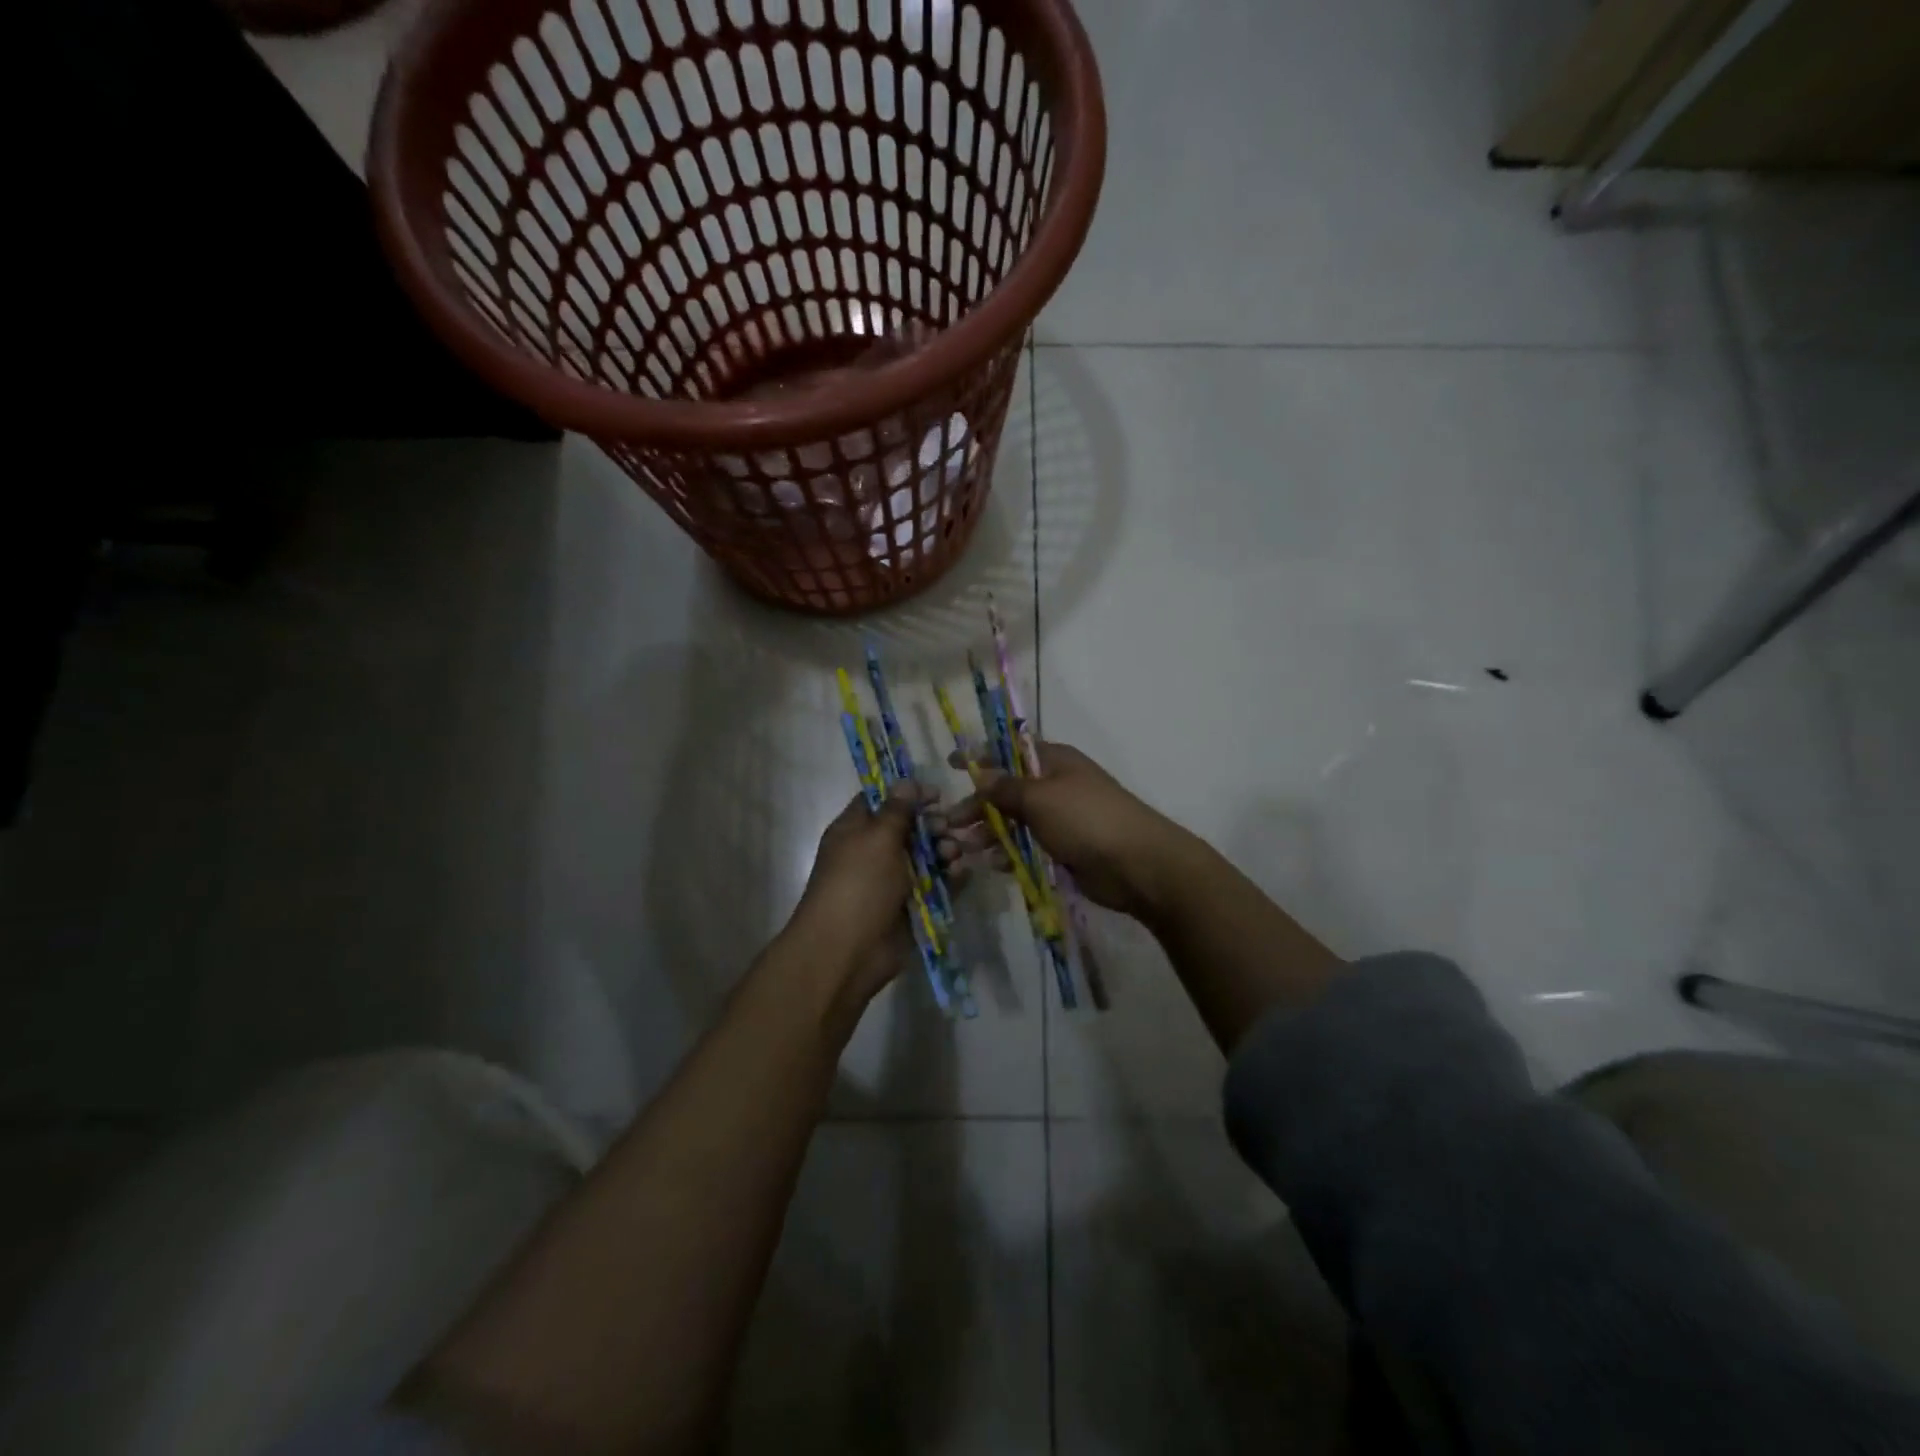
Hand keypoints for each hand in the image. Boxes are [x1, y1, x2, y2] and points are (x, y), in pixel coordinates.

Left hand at [785, 782, 944, 1005]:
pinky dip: (950, 878)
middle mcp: (873, 853)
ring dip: (944, 851)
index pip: (882, 802)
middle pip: (909, 829)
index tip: (937, 794)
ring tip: (954, 854)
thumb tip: (906, 782)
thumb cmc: (858, 885)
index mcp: (855, 831)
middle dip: (932, 825)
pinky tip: (962, 873)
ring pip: (925, 857)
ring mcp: (892, 882)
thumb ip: (897, 810)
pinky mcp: (911, 907)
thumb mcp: (877, 839)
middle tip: (948, 826)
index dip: (908, 794)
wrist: (847, 952)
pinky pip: (935, 886)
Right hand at [946, 742, 1185, 916]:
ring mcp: (1062, 819)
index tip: (951, 764)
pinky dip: (1010, 853)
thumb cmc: (1086, 819)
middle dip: (978, 806)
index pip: (1010, 752)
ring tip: (964, 849)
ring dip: (989, 833)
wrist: (1137, 864)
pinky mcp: (1065, 849)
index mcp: (1055, 761)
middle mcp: (1056, 786)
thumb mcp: (1040, 797)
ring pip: (1016, 821)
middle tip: (949, 824)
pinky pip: (1029, 846)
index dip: (981, 757)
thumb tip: (981, 773)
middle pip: (1008, 791)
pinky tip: (993, 865)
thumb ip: (1006, 787)